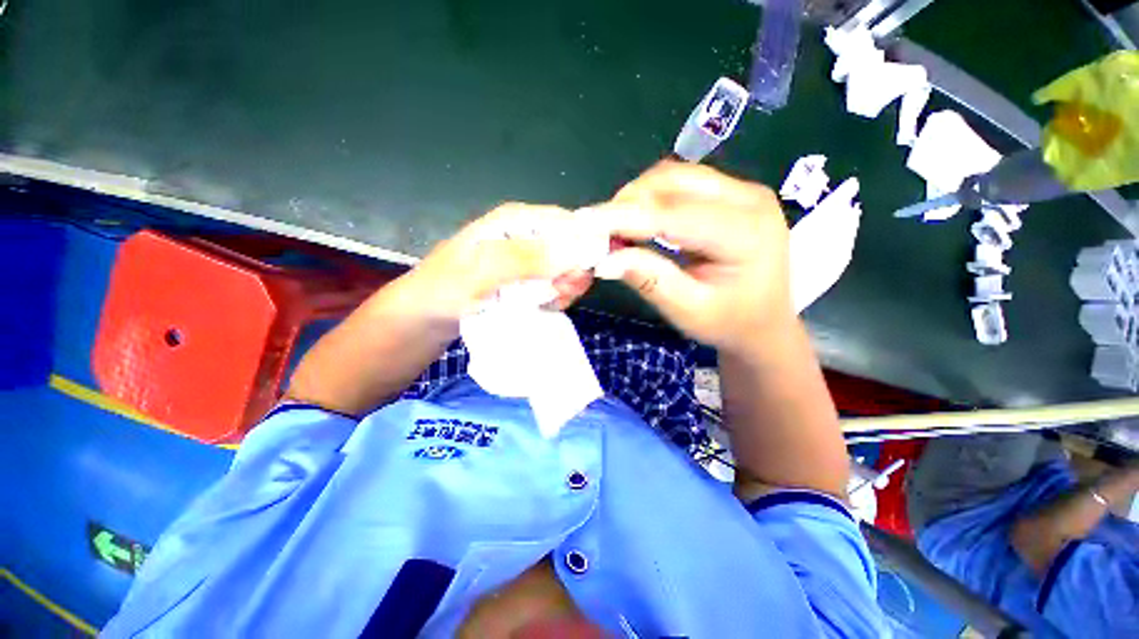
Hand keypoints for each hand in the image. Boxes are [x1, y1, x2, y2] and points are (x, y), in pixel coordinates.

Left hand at [398, 203, 593, 327]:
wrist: (423, 319)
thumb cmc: (444, 289)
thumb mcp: (482, 272)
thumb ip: (525, 260)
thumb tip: (573, 253)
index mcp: (516, 220)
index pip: (566, 222)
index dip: (583, 245)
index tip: (580, 274)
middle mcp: (526, 236)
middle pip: (570, 248)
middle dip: (572, 273)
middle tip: (560, 294)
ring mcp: (527, 261)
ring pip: (565, 270)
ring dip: (564, 289)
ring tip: (546, 304)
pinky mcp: (526, 281)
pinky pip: (554, 287)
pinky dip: (555, 299)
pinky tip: (542, 307)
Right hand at [586, 161, 791, 352]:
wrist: (765, 323)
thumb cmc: (730, 323)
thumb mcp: (688, 311)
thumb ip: (649, 280)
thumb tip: (604, 259)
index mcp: (745, 233)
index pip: (672, 214)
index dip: (624, 216)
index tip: (584, 222)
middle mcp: (749, 198)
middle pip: (674, 180)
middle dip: (629, 202)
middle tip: (601, 232)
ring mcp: (743, 191)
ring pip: (675, 175)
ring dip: (639, 197)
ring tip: (618, 229)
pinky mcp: (731, 194)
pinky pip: (682, 183)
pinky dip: (652, 198)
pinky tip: (640, 221)